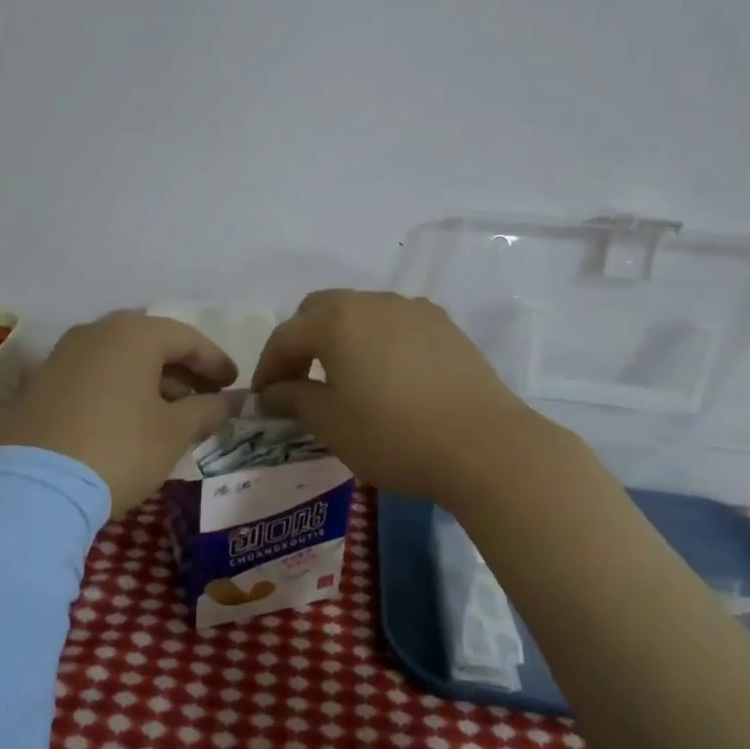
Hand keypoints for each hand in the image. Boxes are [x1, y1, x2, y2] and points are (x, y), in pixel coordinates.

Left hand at [0, 312, 237, 515]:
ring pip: (122, 358)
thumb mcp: (173, 432)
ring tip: (175, 411)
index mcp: (134, 333)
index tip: (234, 384)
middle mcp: (98, 331)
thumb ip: (206, 410)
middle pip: (153, 343)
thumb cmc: (118, 448)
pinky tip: (134, 417)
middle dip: (184, 370)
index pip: (187, 338)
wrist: (32, 485)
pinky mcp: (43, 381)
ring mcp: (65, 354)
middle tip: (208, 396)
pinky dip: (123, 388)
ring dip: (154, 380)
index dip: (215, 361)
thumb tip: (226, 402)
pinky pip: (97, 374)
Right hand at [251, 289, 535, 500]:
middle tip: (297, 380)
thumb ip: (294, 399)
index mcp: (337, 320)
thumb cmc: (395, 436)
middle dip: (301, 341)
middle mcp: (373, 302)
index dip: (268, 366)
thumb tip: (272, 393)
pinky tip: (387, 376)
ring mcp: (413, 309)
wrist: (485, 446)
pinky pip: (395, 323)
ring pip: (361, 312)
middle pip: (321, 310)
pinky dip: (377, 341)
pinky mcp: (445, 326)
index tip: (264, 400)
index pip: (286, 335)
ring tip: (342, 378)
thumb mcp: (332, 424)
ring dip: (340, 338)